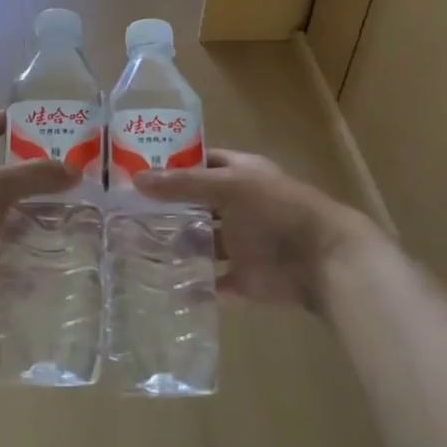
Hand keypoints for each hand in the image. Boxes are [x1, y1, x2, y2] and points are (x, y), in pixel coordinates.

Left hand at [0, 111, 77, 324]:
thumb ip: (34, 175)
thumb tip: (74, 170)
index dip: (2, 120)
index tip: (33, 116)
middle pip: (4, 176)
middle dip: (35, 171)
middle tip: (75, 168)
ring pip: (13, 216)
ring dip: (41, 212)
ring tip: (82, 208)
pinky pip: (14, 255)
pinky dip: (36, 252)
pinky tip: (66, 248)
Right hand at [134, 150, 381, 313]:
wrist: (323, 261)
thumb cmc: (278, 210)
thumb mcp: (229, 186)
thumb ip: (184, 184)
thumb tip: (136, 179)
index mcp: (239, 174)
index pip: (199, 162)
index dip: (171, 164)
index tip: (134, 168)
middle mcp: (237, 206)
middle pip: (196, 204)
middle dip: (166, 208)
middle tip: (123, 211)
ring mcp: (240, 243)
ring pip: (200, 242)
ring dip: (174, 245)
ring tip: (132, 246)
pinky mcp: (242, 277)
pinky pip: (210, 282)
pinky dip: (191, 284)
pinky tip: (160, 283)